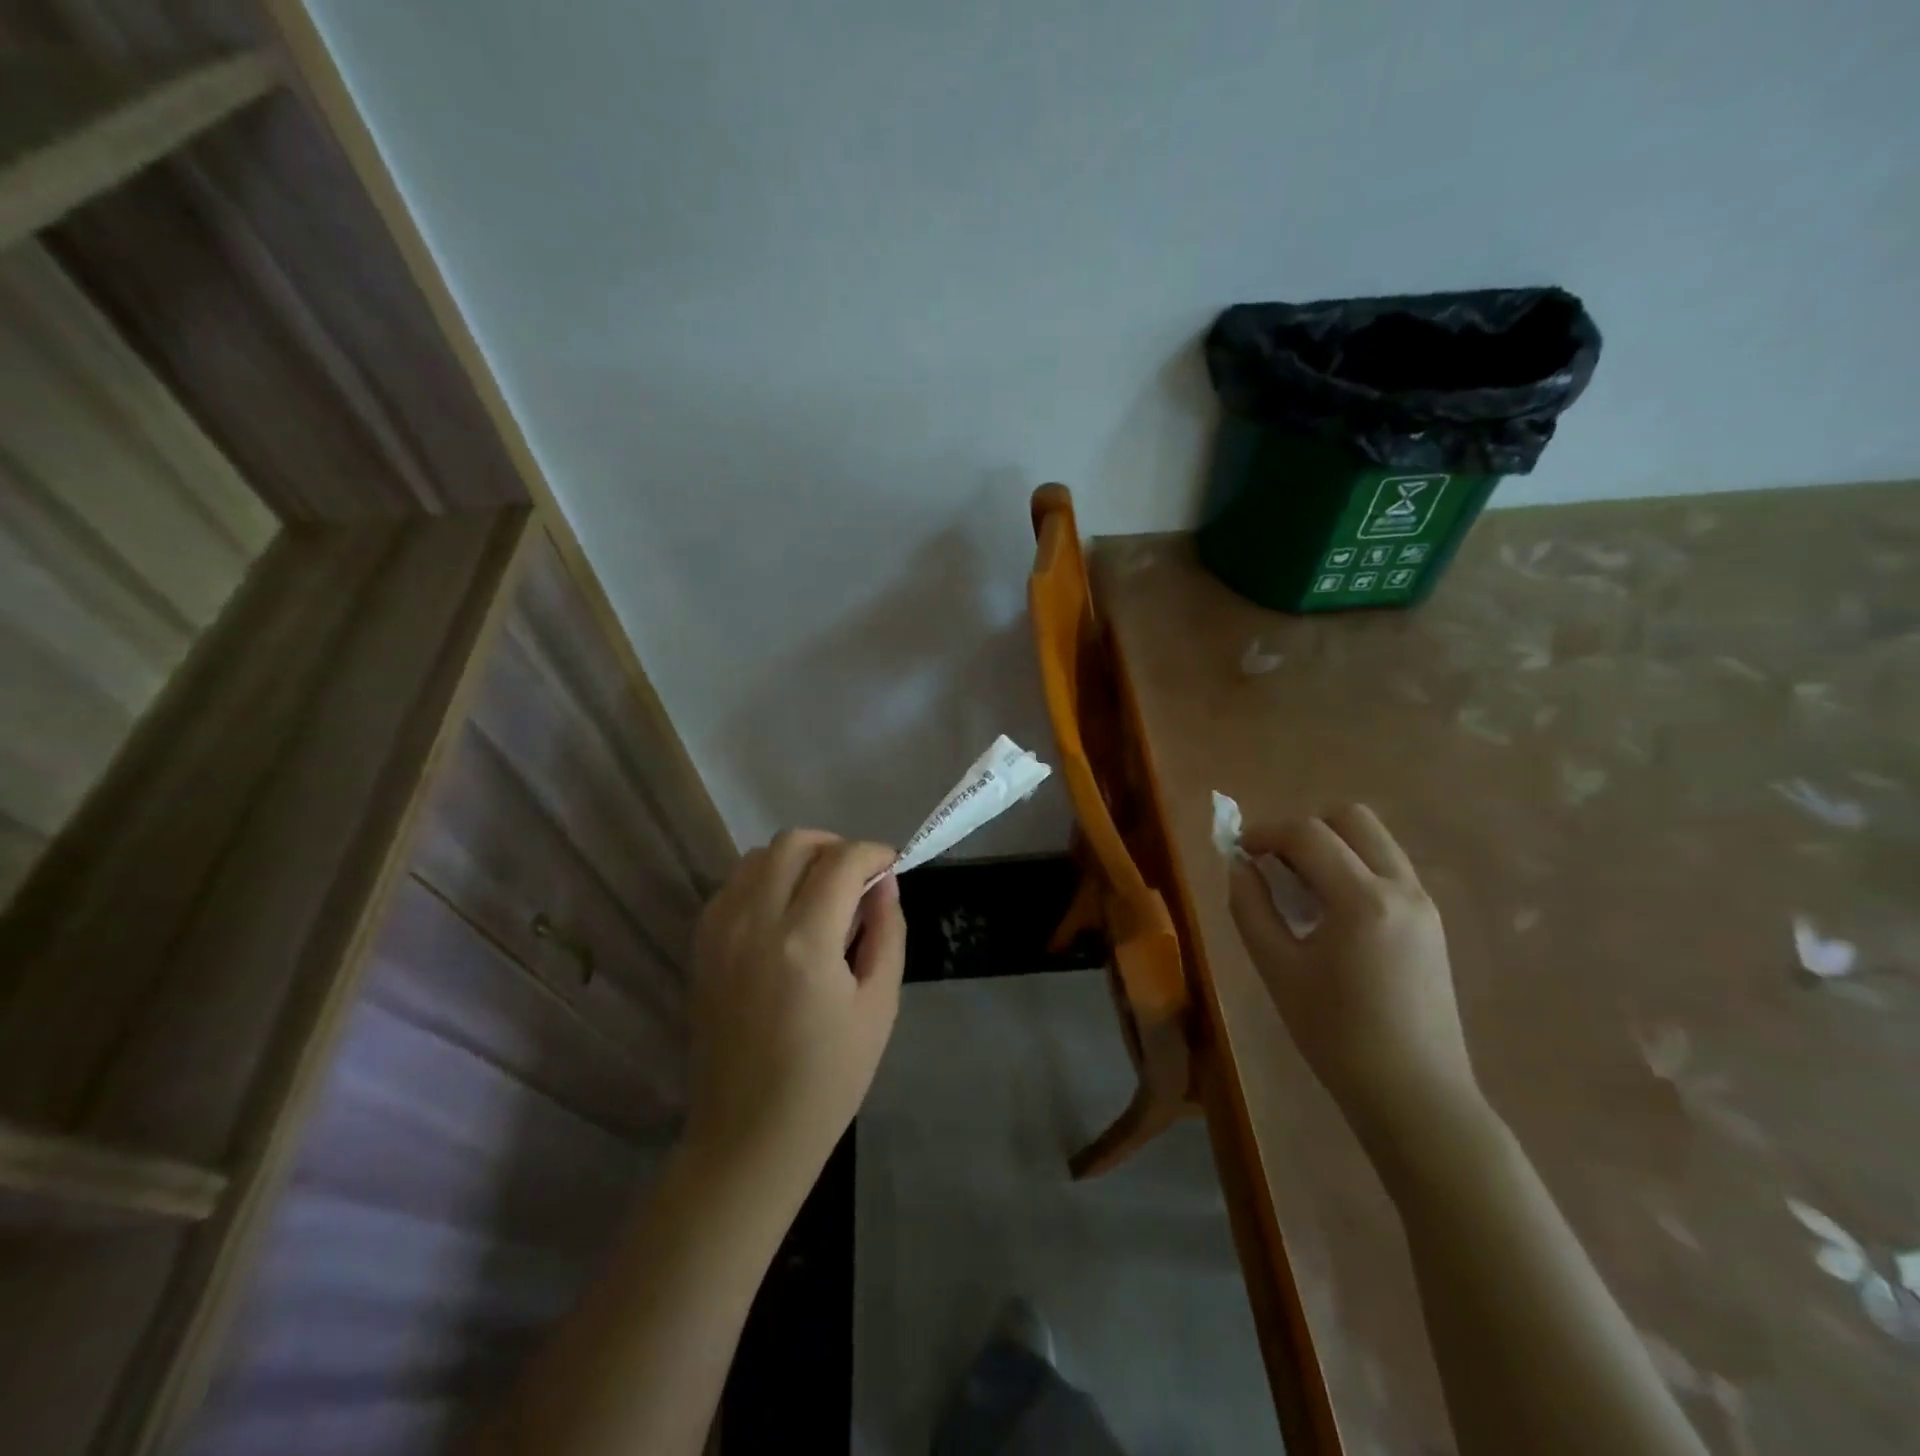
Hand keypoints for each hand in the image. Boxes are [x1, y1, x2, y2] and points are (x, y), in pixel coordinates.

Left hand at [685, 831, 906, 1191]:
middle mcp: (754, 922)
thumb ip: (887, 932)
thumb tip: (885, 882)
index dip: (873, 853)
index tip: (890, 866)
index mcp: (805, 942)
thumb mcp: (879, 1005)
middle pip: (794, 842)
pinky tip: (785, 913)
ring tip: (822, 892)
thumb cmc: (828, 1079)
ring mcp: (719, 932)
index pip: (842, 861)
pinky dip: (764, 880)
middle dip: (834, 846)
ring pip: (758, 856)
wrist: (748, 1135)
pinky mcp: (700, 946)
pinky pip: (733, 885)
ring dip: (797, 859)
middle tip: (857, 878)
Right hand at [1227, 804, 1478, 1147]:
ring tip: (1300, 888)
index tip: (1239, 851)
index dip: (1265, 832)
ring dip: (1331, 846)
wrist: (1415, 1095)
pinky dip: (1353, 868)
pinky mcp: (1432, 922)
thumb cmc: (1336, 1035)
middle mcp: (1401, 887)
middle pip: (1351, 818)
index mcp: (1362, 899)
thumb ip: (1251, 907)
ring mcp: (1424, 904)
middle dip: (1304, 828)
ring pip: (1374, 840)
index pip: (1307, 834)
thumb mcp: (1278, 969)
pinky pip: (1387, 868)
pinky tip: (1331, 913)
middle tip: (1274, 863)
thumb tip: (1240, 865)